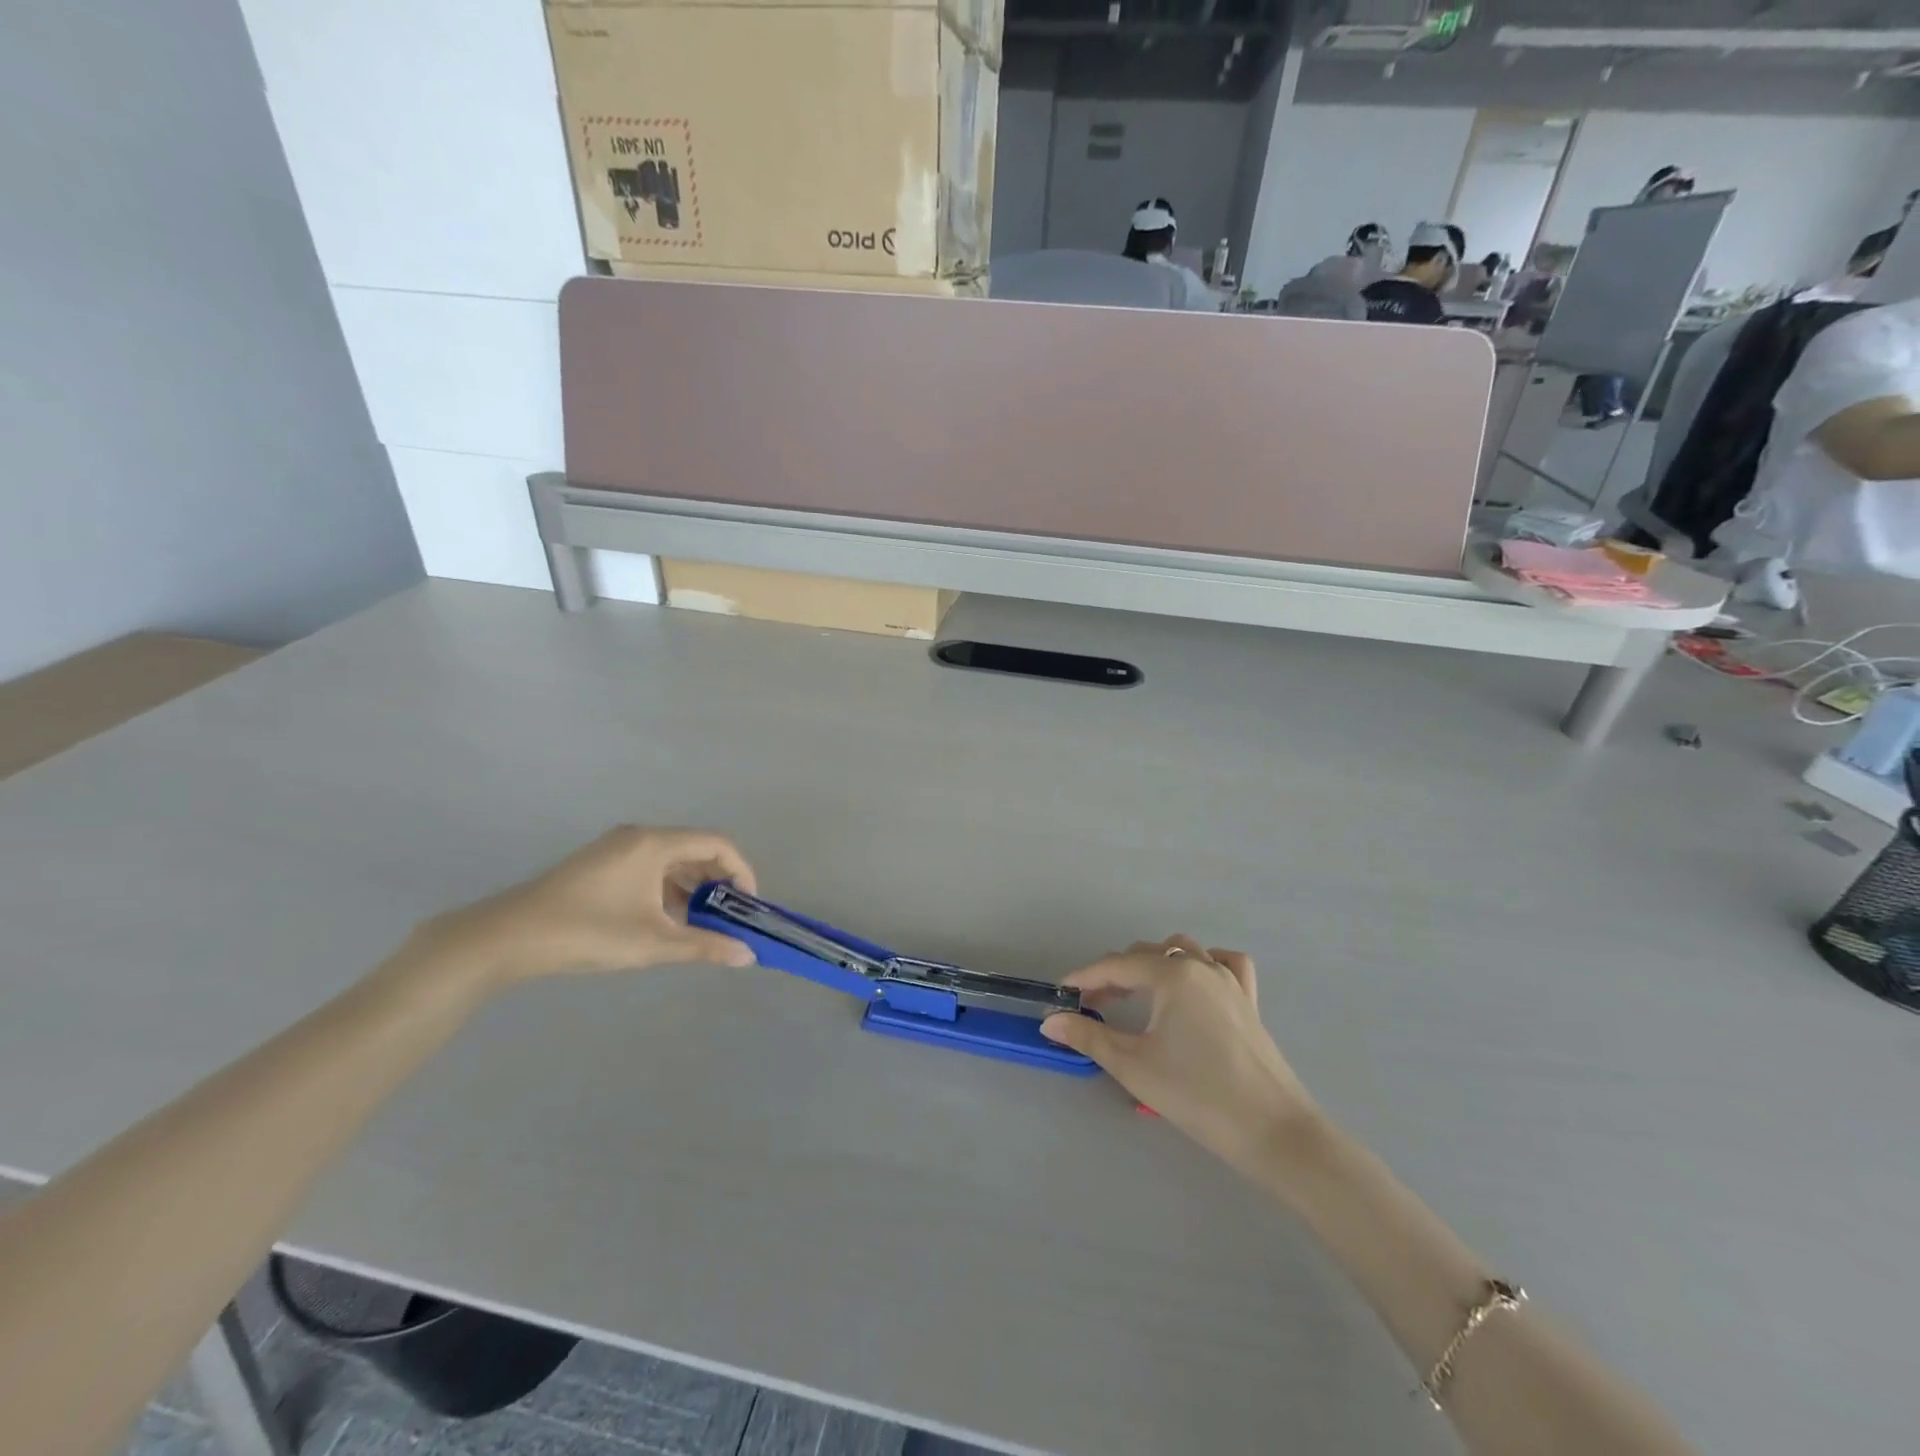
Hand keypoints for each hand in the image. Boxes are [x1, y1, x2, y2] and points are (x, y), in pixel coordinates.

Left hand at [416, 826, 758, 987]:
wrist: (506, 938)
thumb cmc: (587, 932)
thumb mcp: (652, 943)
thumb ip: (704, 946)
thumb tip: (747, 956)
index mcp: (654, 844)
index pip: (717, 844)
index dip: (741, 871)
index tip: (747, 905)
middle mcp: (639, 837)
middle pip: (695, 849)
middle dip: (718, 882)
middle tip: (729, 918)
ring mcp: (616, 849)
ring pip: (672, 861)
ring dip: (693, 889)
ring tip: (701, 925)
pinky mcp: (600, 865)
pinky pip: (650, 868)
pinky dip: (668, 890)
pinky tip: (666, 922)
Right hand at [1040, 936, 1318, 1174]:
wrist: (1273, 1131)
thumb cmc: (1197, 1096)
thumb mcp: (1134, 1066)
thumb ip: (1089, 1037)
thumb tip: (1050, 1021)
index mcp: (1171, 976)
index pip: (1116, 966)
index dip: (1084, 977)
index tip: (1061, 993)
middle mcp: (1200, 966)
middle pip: (1146, 955)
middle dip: (1114, 974)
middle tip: (1093, 1006)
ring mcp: (1229, 981)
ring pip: (1183, 951)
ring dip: (1153, 964)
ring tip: (1136, 995)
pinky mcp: (1249, 1000)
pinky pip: (1225, 963)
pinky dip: (1204, 963)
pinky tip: (1193, 983)